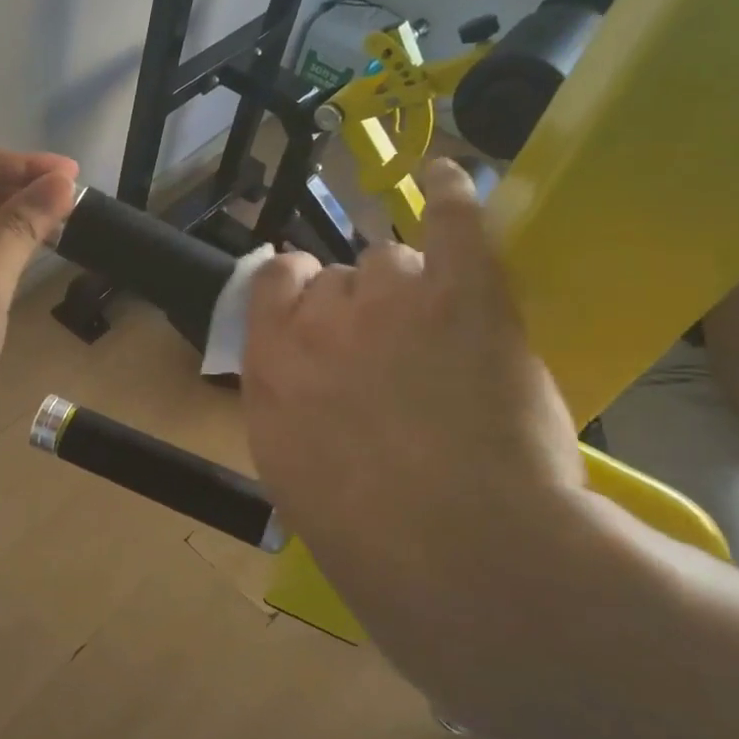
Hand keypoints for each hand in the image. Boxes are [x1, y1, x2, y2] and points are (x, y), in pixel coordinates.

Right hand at [242, 160, 600, 724]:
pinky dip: (447, 192)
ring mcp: (390, 302)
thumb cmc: (374, 544)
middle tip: (399, 353)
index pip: (271, 287)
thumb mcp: (296, 479)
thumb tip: (304, 387)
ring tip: (447, 335)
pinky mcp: (465, 296)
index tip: (320, 313)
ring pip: (393, 261)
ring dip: (412, 287)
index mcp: (271, 367)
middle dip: (362, 305)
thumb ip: (291, 412)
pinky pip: (451, 219)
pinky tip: (443, 174)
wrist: (467, 564)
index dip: (298, 294)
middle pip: (338, 279)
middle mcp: (318, 322)